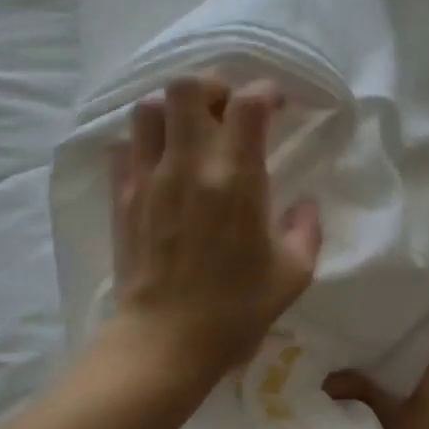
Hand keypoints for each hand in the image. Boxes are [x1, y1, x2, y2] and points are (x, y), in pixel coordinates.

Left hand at [112, 75, 322, 387]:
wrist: (165, 342)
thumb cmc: (235, 310)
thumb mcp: (292, 274)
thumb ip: (306, 230)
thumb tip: (304, 205)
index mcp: (237, 179)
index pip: (249, 102)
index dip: (266, 90)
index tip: (276, 104)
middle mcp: (189, 165)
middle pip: (188, 86)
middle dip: (212, 86)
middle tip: (225, 110)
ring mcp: (149, 178)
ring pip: (148, 108)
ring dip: (172, 110)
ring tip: (188, 132)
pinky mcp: (122, 196)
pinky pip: (124, 146)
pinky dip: (143, 143)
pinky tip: (159, 164)